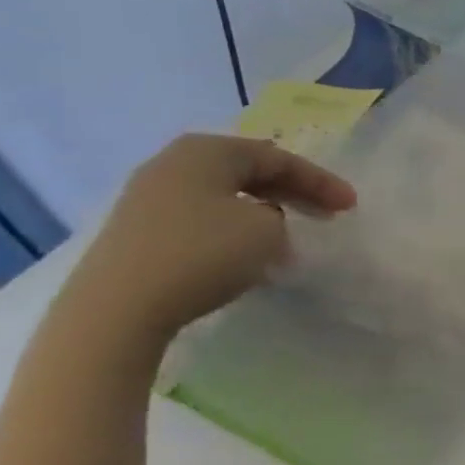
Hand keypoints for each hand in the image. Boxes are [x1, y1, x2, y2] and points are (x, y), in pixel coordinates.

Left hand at [67, 135, 356, 341]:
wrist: (114, 313)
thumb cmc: (201, 255)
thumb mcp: (267, 230)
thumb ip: (277, 217)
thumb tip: (259, 222)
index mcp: (207, 151)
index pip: (279, 158)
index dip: (321, 181)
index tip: (351, 206)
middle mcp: (174, 164)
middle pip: (249, 172)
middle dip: (294, 193)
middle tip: (328, 215)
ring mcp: (148, 199)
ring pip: (224, 196)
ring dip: (264, 214)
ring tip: (289, 237)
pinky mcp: (135, 234)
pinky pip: (200, 220)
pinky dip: (232, 231)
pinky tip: (245, 255)